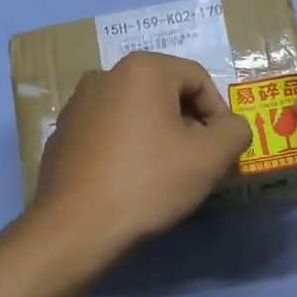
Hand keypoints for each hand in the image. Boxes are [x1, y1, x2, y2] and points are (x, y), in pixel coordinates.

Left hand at [33, 52, 252, 263]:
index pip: (198, 79)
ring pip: (135, 113)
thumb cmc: (147, 183)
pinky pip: (108, 132)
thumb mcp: (209, 158)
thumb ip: (234, 132)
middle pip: (165, 93)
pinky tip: (130, 181)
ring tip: (165, 175)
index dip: (219, 114)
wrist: (75, 227)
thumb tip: (231, 127)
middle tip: (197, 163)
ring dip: (158, 136)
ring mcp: (77, 104)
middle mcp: (104, 75)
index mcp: (141, 69)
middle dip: (188, 125)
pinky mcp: (62, 134)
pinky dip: (127, 148)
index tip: (222, 151)